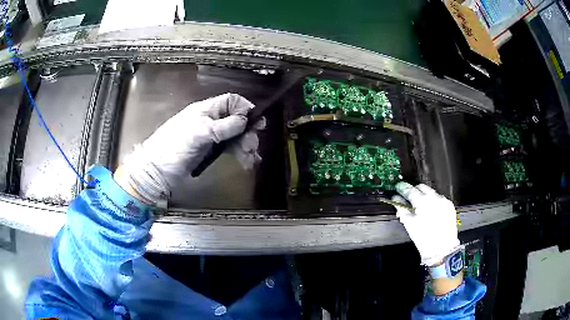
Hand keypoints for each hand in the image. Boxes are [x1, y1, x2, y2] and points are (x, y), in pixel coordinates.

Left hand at [117, 93, 262, 204]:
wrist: (157, 172)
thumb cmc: (174, 147)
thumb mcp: (199, 133)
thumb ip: (223, 126)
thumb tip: (245, 119)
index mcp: (206, 110)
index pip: (231, 101)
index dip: (245, 108)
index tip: (256, 123)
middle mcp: (210, 120)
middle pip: (236, 120)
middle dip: (247, 132)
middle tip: (252, 147)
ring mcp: (210, 136)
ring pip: (235, 136)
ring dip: (245, 145)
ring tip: (250, 159)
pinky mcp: (210, 151)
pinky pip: (230, 149)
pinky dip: (239, 154)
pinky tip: (247, 162)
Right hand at [392, 182, 459, 266]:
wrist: (442, 249)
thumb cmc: (423, 238)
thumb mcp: (409, 224)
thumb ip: (402, 209)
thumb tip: (396, 200)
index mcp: (423, 202)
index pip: (409, 190)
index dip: (402, 188)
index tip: (397, 188)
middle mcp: (434, 197)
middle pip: (421, 187)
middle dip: (414, 191)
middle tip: (408, 199)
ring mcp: (444, 200)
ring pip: (431, 192)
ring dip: (424, 197)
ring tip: (420, 208)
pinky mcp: (450, 206)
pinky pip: (439, 199)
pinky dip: (433, 202)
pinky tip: (430, 212)